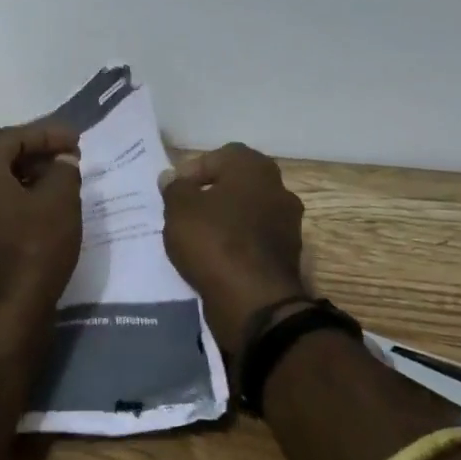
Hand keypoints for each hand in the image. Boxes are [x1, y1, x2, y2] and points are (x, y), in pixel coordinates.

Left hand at [0, 122, 83, 334]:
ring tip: (60, 182)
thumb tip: (62, 161)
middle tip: (68, 157)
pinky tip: (42, 210)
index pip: (12, 138)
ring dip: (28, 177)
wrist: (6, 315)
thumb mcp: (60, 202)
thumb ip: (63, 171)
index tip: (75, 140)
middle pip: (0, 158)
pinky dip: (18, 200)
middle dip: (36, 153)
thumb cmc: (34, 249)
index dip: (46, 134)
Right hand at [160, 143, 307, 353]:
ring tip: (195, 239)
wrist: (255, 303)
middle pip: (235, 184)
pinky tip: (214, 260)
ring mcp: (287, 224)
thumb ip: (174, 188)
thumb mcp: (179, 209)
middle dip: (209, 196)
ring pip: (245, 213)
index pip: (219, 156)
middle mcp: (278, 189)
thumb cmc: (215, 242)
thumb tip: (172, 178)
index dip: (193, 171)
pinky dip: (235, 245)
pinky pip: (253, 241)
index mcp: (255, 169)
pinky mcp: (287, 256)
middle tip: (183, 213)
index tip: (174, 192)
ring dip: (223, 222)